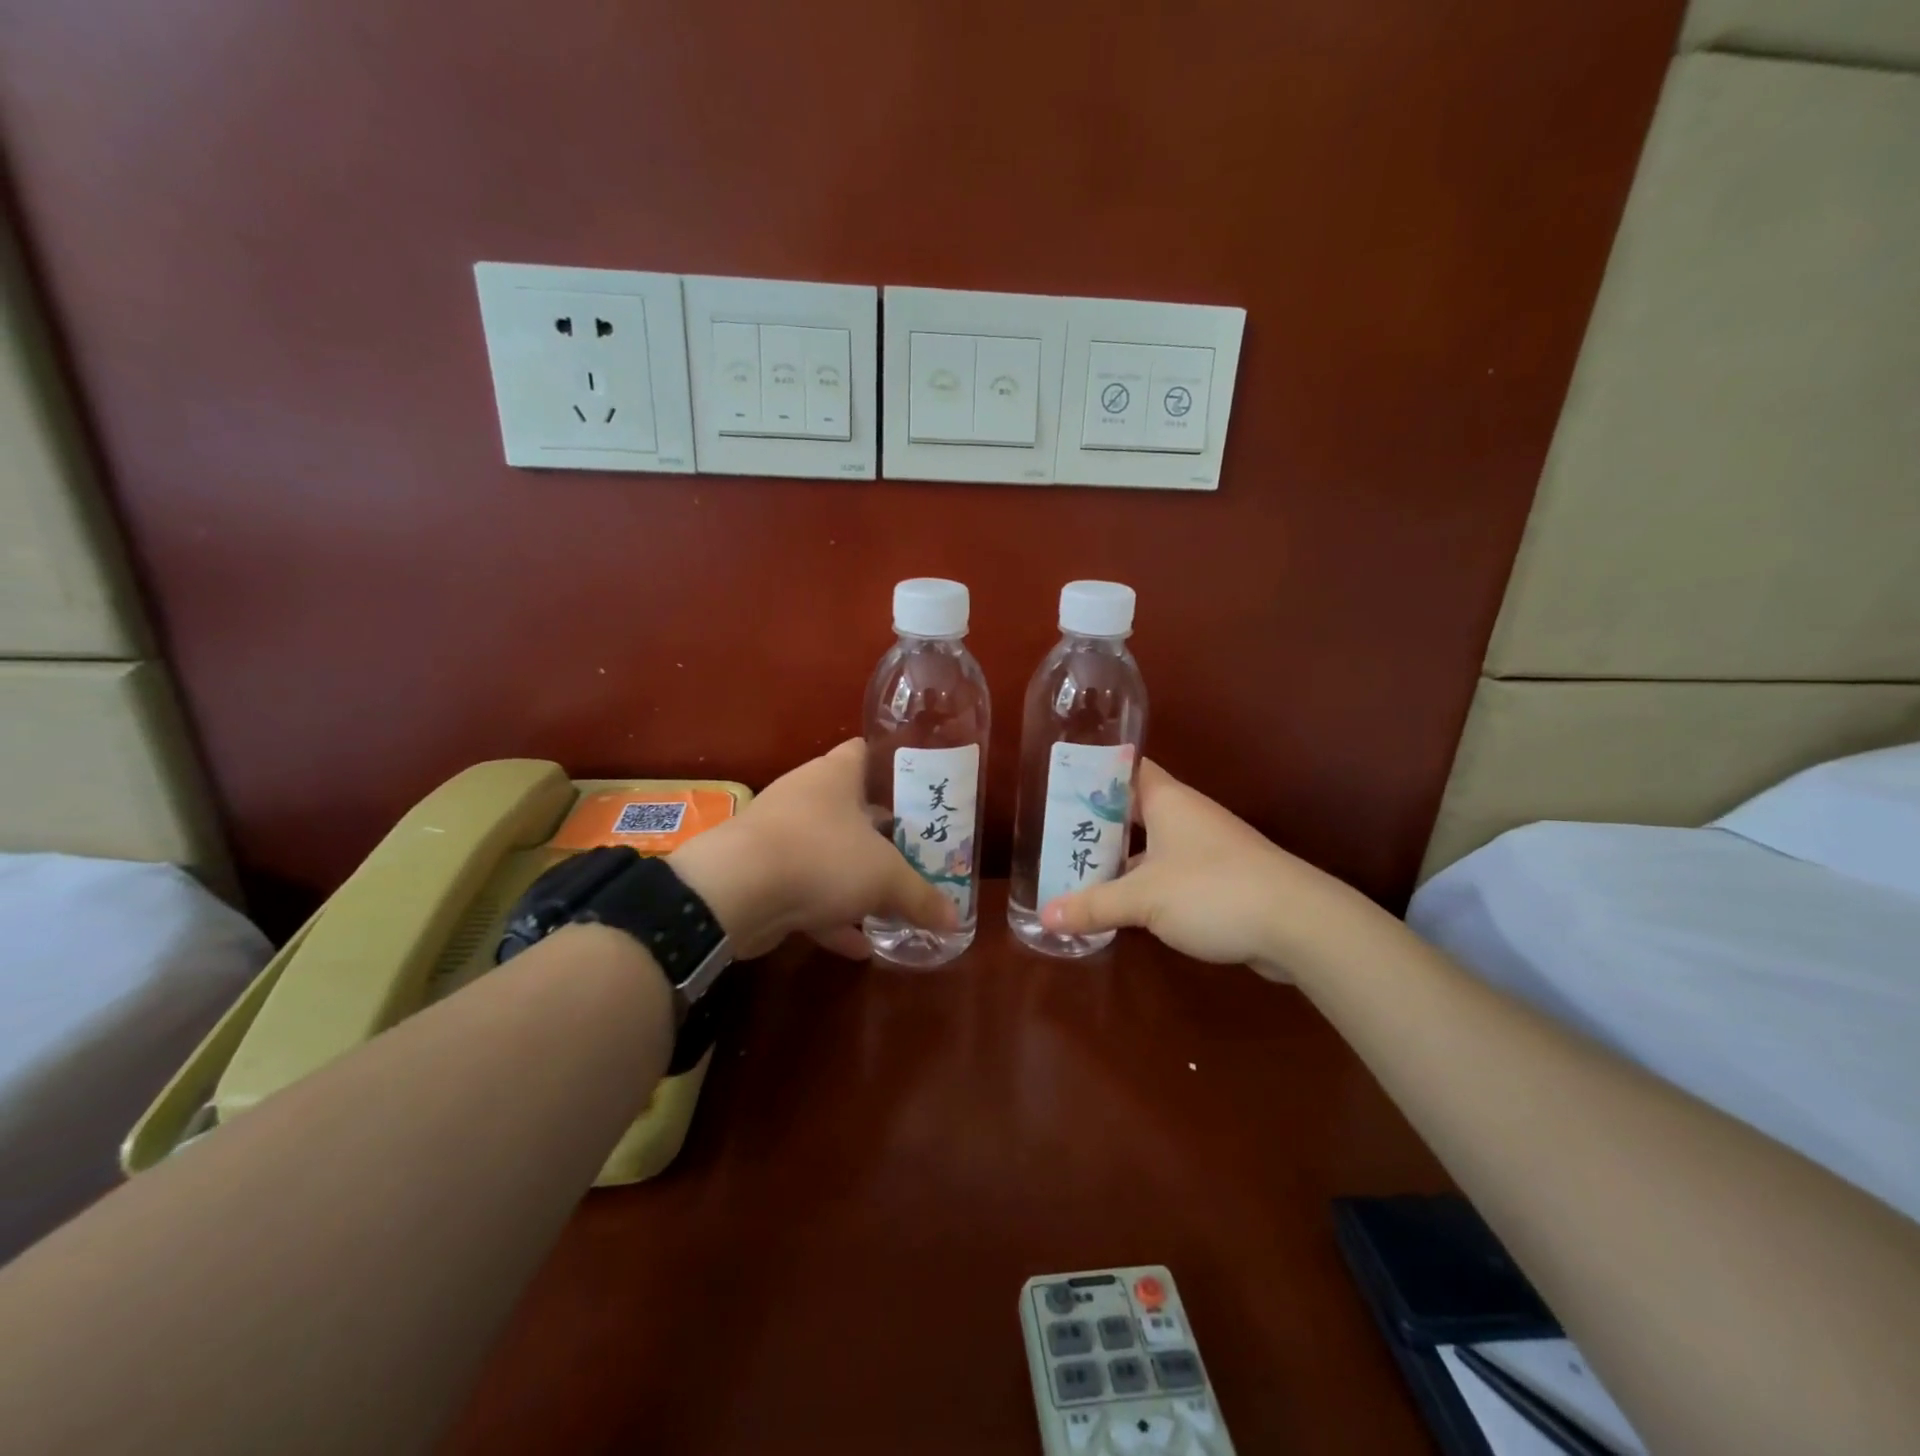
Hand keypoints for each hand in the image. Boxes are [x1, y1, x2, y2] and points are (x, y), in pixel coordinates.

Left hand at [669, 740, 956, 958]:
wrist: (737, 891)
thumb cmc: (822, 856)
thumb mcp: (886, 878)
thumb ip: (921, 896)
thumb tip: (955, 919)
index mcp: (834, 776)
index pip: (863, 753)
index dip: (888, 766)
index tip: (915, 787)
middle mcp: (805, 796)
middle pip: (849, 808)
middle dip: (879, 833)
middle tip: (913, 851)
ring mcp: (779, 835)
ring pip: (826, 853)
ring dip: (854, 880)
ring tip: (890, 904)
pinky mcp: (761, 874)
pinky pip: (805, 891)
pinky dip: (830, 916)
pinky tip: (857, 945)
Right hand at [1039, 760, 1361, 976]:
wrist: (1298, 924)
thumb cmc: (1212, 890)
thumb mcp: (1143, 898)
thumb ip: (1094, 905)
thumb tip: (1045, 917)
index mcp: (1167, 800)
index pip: (1124, 768)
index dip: (1092, 771)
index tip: (1057, 781)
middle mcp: (1185, 816)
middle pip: (1131, 810)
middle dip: (1095, 823)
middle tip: (1053, 834)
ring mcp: (1204, 848)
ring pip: (1149, 844)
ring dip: (1117, 858)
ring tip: (1074, 870)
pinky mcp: (1218, 880)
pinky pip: (1167, 873)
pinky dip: (1142, 884)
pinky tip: (1118, 905)